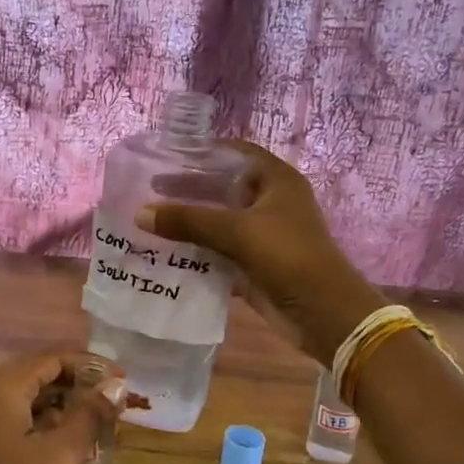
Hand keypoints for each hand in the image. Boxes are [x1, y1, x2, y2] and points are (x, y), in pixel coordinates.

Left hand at [0, 351, 120, 463]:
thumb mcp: (62, 455)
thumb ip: (90, 414)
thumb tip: (115, 385)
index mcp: (2, 388)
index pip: (52, 357)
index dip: (91, 365)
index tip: (124, 381)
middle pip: (38, 374)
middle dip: (79, 383)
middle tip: (114, 401)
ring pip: (28, 400)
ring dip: (64, 405)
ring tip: (99, 422)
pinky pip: (18, 421)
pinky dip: (46, 425)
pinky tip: (69, 445)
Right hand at [136, 142, 385, 365]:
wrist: (323, 312)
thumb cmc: (287, 256)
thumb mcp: (236, 231)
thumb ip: (188, 220)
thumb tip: (140, 213)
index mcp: (276, 181)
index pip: (235, 153)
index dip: (204, 151)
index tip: (168, 155)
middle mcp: (270, 203)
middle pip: (223, 188)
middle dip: (189, 190)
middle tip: (150, 190)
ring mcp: (263, 235)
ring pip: (219, 222)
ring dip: (189, 223)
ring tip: (150, 220)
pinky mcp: (255, 264)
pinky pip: (219, 252)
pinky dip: (197, 252)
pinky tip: (166, 253)